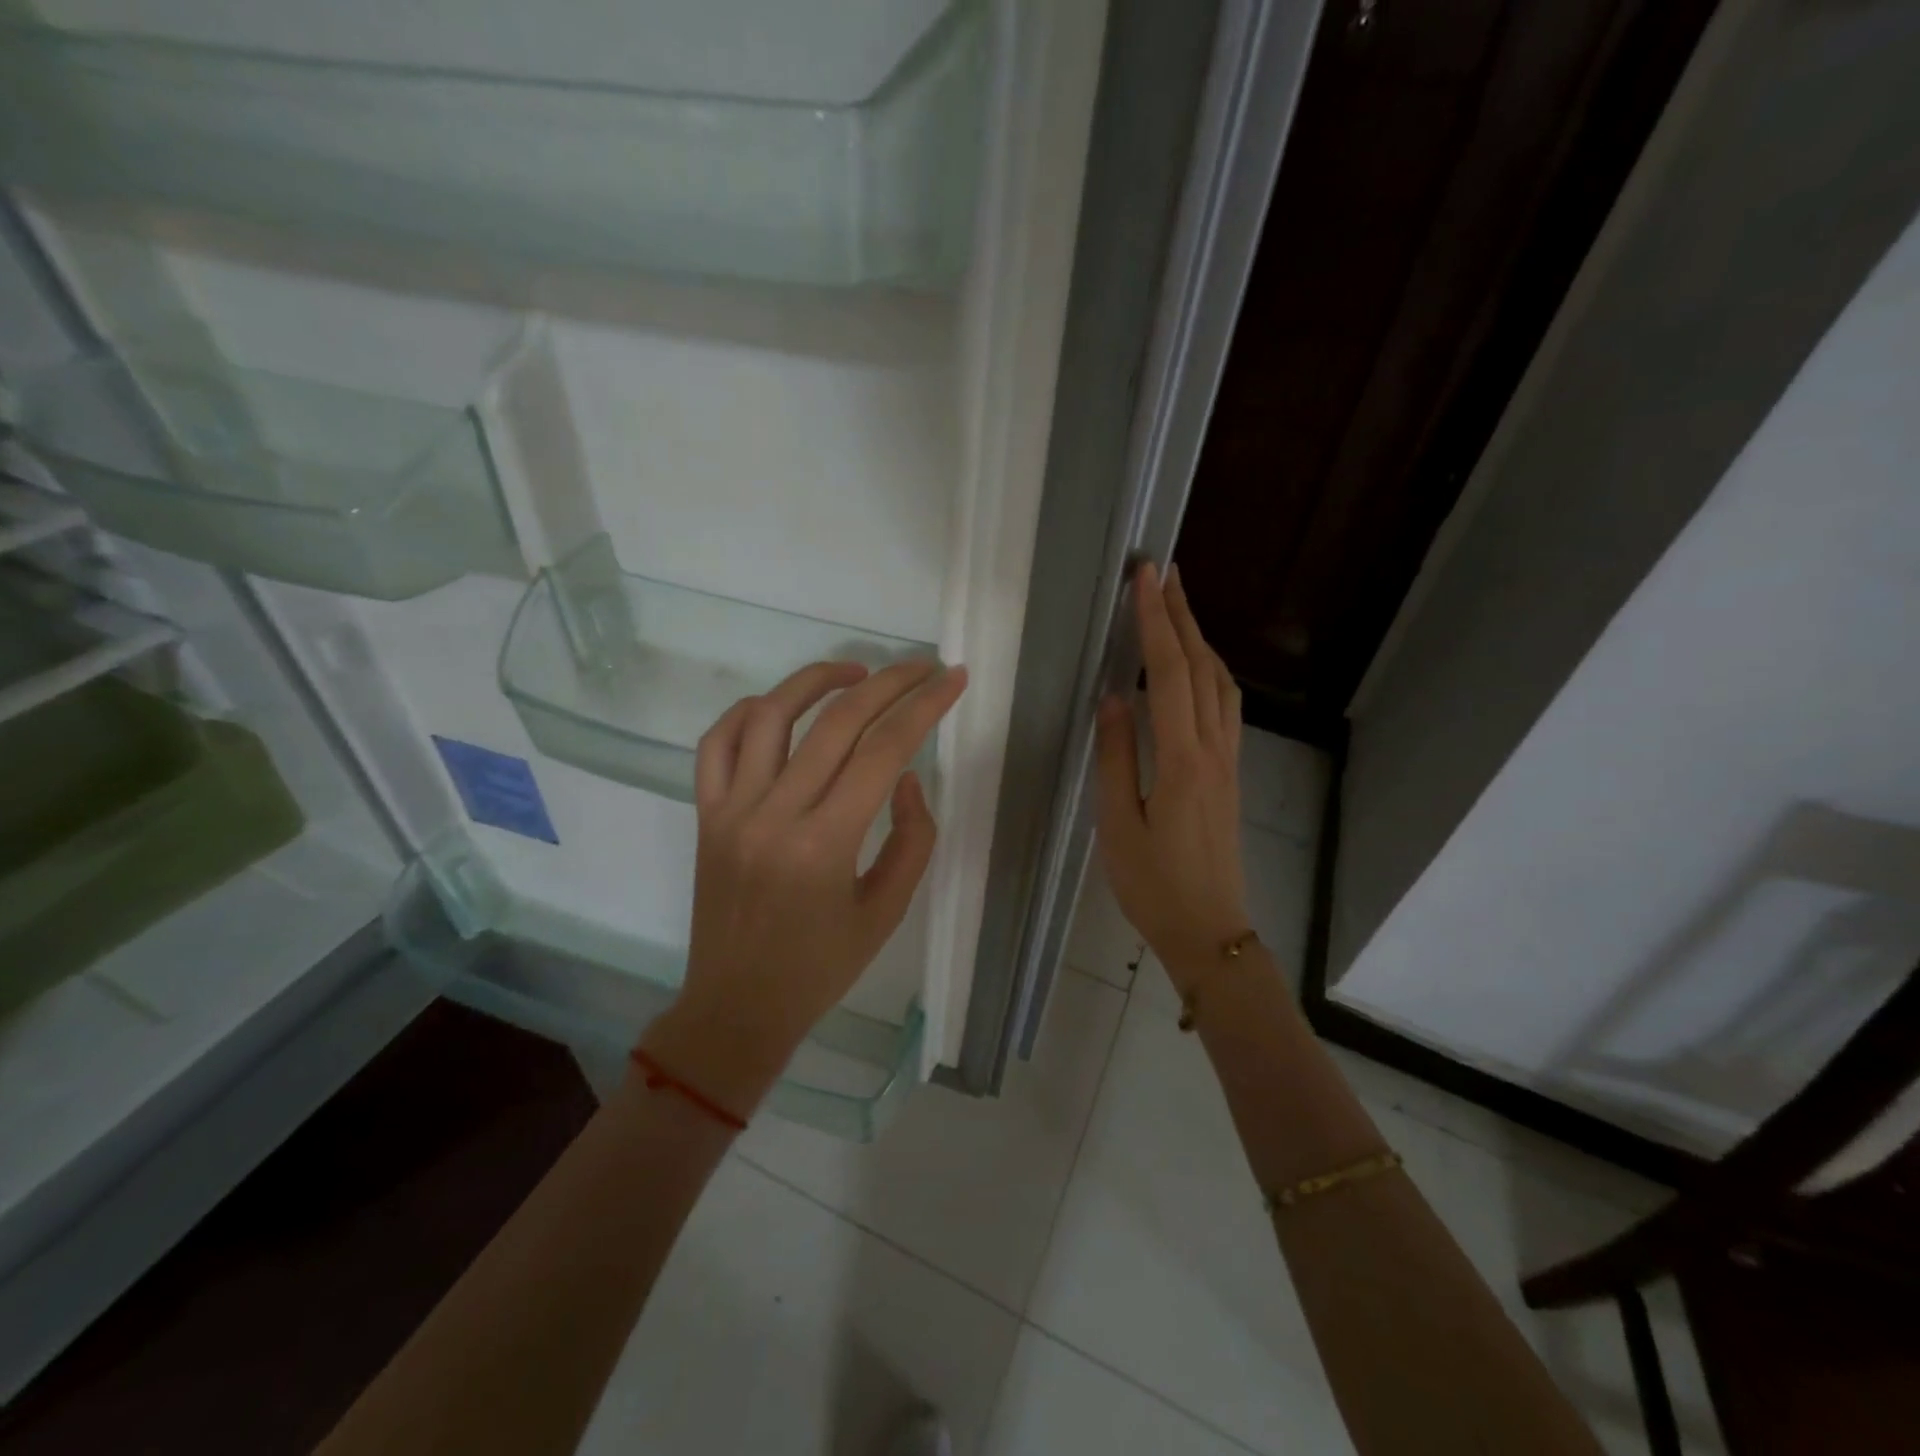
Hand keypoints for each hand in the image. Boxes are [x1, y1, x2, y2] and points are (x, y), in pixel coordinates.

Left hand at [643, 658, 968, 1116]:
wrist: (736, 1007)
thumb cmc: (821, 968)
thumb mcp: (887, 911)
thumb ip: (912, 839)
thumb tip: (906, 776)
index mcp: (825, 845)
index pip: (884, 750)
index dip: (925, 706)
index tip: (952, 678)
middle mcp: (774, 814)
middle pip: (837, 721)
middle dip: (889, 682)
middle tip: (922, 666)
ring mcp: (731, 810)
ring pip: (770, 715)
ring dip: (817, 680)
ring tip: (858, 673)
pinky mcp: (705, 814)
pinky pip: (716, 743)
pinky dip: (749, 712)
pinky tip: (782, 707)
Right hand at [1094, 563, 1249, 989]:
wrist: (1210, 932)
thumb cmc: (1154, 885)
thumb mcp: (1119, 825)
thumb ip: (1116, 758)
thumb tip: (1114, 697)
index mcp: (1183, 760)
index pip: (1171, 673)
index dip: (1156, 622)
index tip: (1145, 577)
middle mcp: (1214, 751)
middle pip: (1203, 668)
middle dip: (1183, 615)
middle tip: (1164, 572)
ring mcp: (1228, 763)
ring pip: (1222, 686)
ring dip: (1201, 640)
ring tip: (1178, 609)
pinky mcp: (1230, 776)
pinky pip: (1225, 708)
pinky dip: (1210, 672)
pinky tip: (1196, 670)